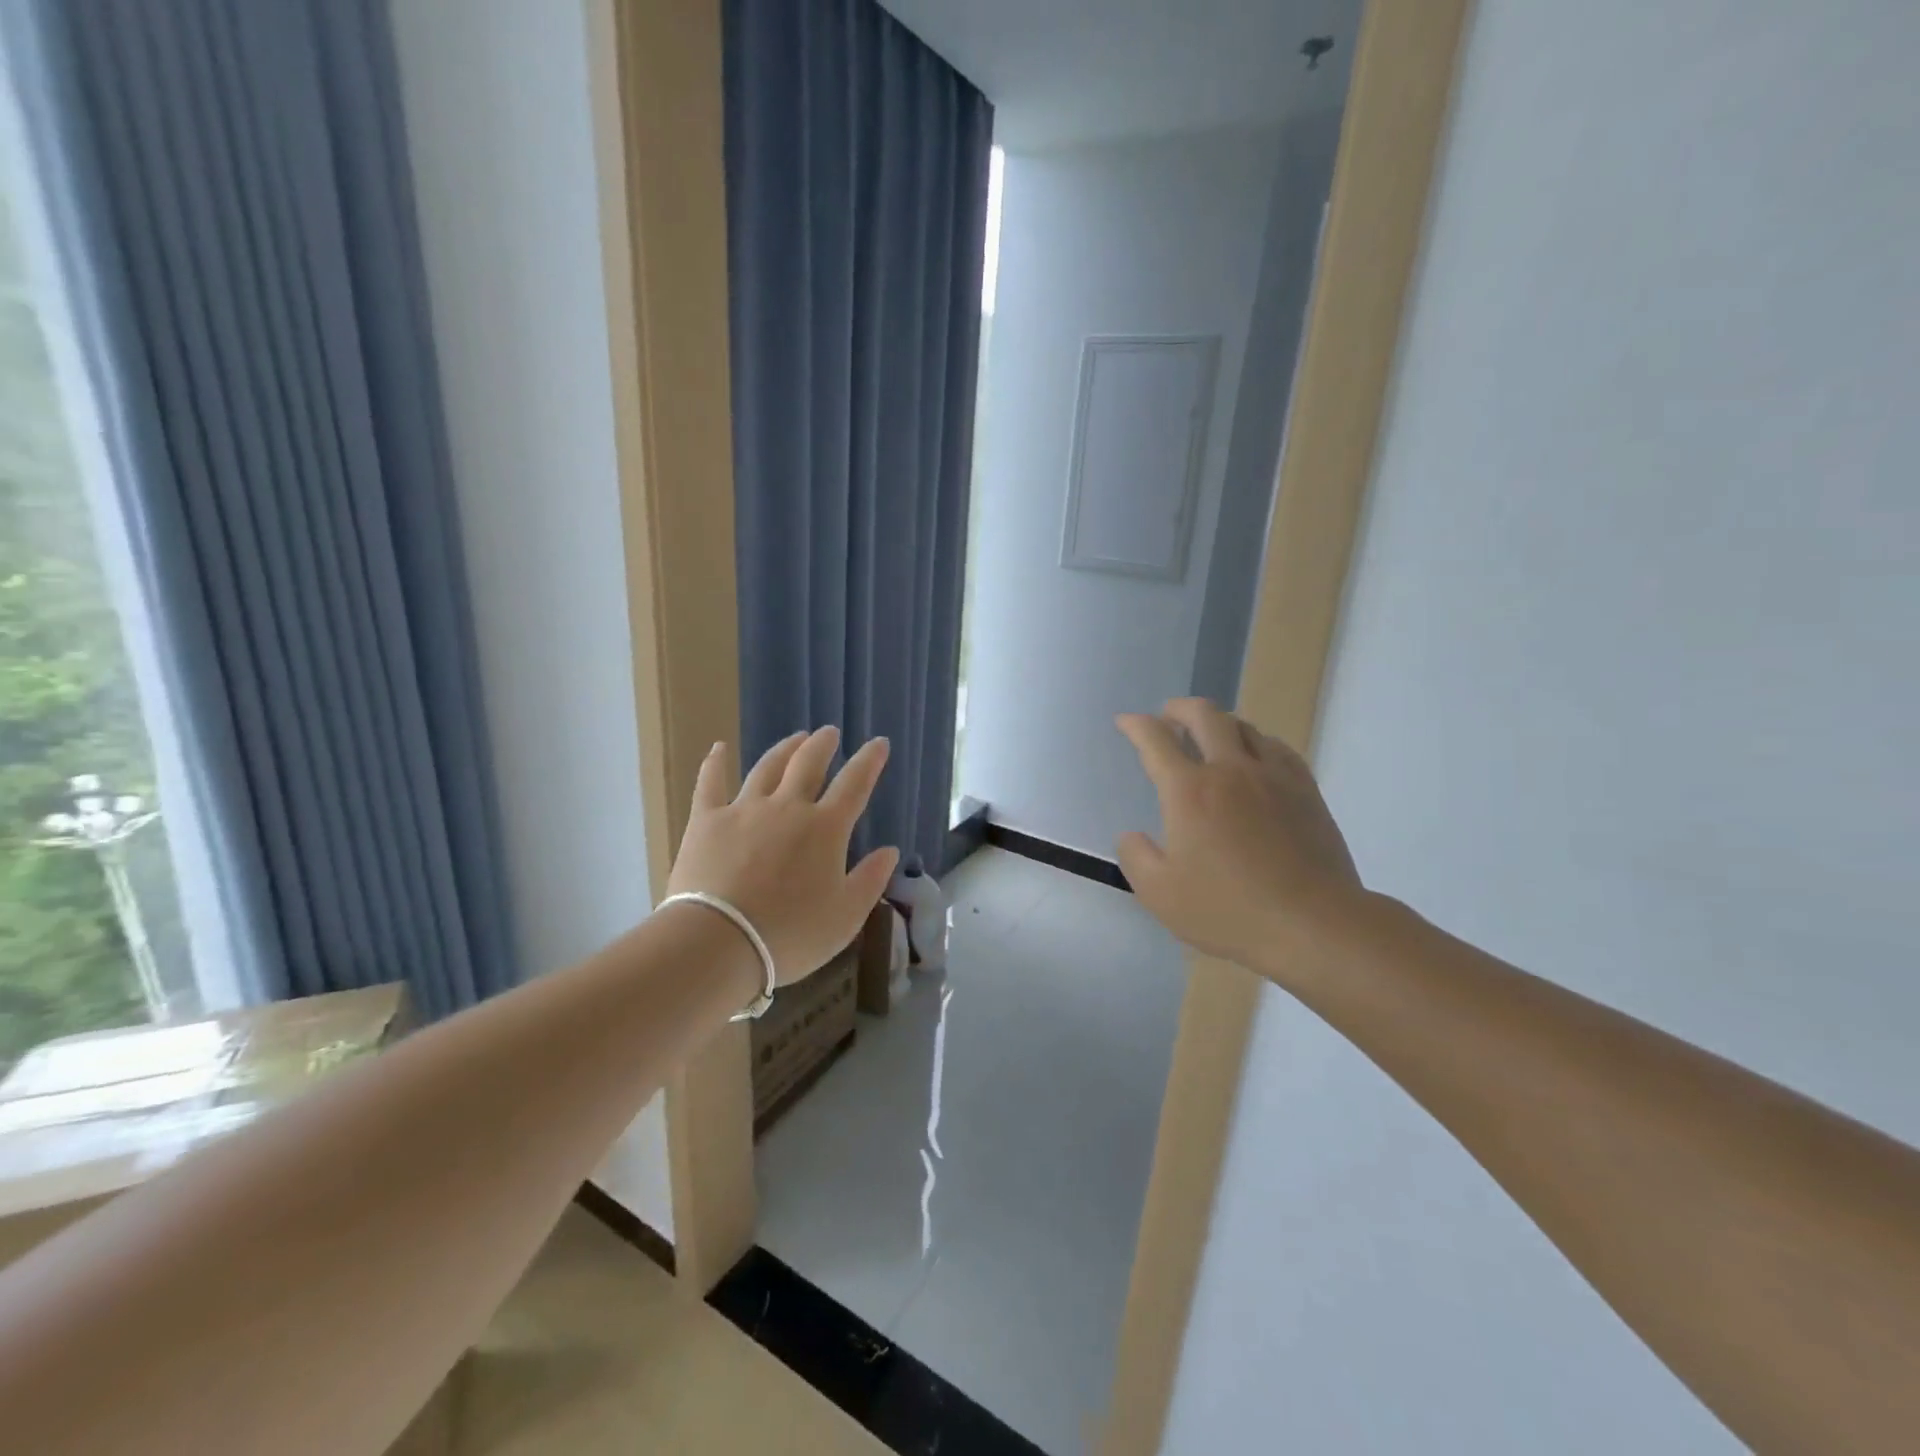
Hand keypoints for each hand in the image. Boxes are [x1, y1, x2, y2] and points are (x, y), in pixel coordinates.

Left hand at [666, 726, 897, 986]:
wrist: (719, 942)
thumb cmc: (791, 934)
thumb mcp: (846, 916)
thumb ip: (871, 879)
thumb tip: (890, 850)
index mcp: (826, 828)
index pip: (855, 783)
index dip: (869, 761)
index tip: (878, 743)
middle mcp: (787, 807)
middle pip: (808, 763)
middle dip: (823, 745)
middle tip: (829, 733)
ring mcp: (744, 809)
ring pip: (767, 767)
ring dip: (784, 749)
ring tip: (795, 738)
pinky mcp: (706, 821)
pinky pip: (710, 783)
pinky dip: (715, 763)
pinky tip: (718, 748)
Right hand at [1116, 698, 1365, 980]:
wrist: (1313, 924)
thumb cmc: (1228, 910)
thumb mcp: (1160, 894)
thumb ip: (1135, 857)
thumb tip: (1132, 835)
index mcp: (1189, 791)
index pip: (1155, 740)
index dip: (1135, 725)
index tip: (1126, 722)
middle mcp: (1230, 770)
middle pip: (1204, 716)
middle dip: (1179, 708)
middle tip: (1168, 715)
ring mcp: (1273, 777)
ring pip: (1244, 726)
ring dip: (1218, 723)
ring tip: (1210, 736)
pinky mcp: (1306, 791)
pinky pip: (1277, 748)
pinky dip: (1256, 741)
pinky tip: (1256, 756)